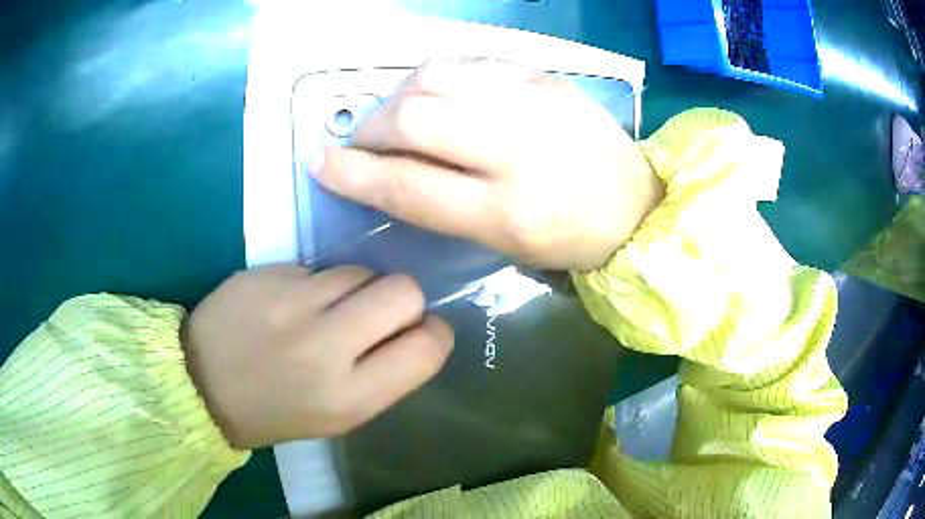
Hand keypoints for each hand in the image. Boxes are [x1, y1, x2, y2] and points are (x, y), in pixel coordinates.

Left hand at [181, 264, 453, 448]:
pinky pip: (318, 268)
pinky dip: (318, 284)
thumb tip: (414, 331)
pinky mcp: (268, 273)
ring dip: (357, 289)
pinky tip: (292, 303)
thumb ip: (382, 376)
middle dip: (404, 300)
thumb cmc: (274, 412)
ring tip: (327, 310)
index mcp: (349, 397)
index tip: (421, 333)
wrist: (199, 384)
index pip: (426, 348)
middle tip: (378, 315)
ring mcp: (292, 301)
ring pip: (361, 270)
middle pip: (403, 290)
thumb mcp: (337, 416)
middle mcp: (325, 346)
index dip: (435, 334)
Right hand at [313, 58, 663, 271]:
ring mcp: (533, 102)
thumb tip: (383, 165)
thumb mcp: (501, 242)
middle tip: (365, 139)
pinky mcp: (544, 77)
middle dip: (371, 127)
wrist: (635, 205)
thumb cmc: (568, 239)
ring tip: (400, 114)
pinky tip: (439, 93)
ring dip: (399, 94)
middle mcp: (517, 149)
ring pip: (435, 76)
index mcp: (507, 213)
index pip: (408, 186)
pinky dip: (438, 76)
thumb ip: (438, 202)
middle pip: (414, 119)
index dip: (353, 173)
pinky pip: (469, 62)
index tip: (320, 161)